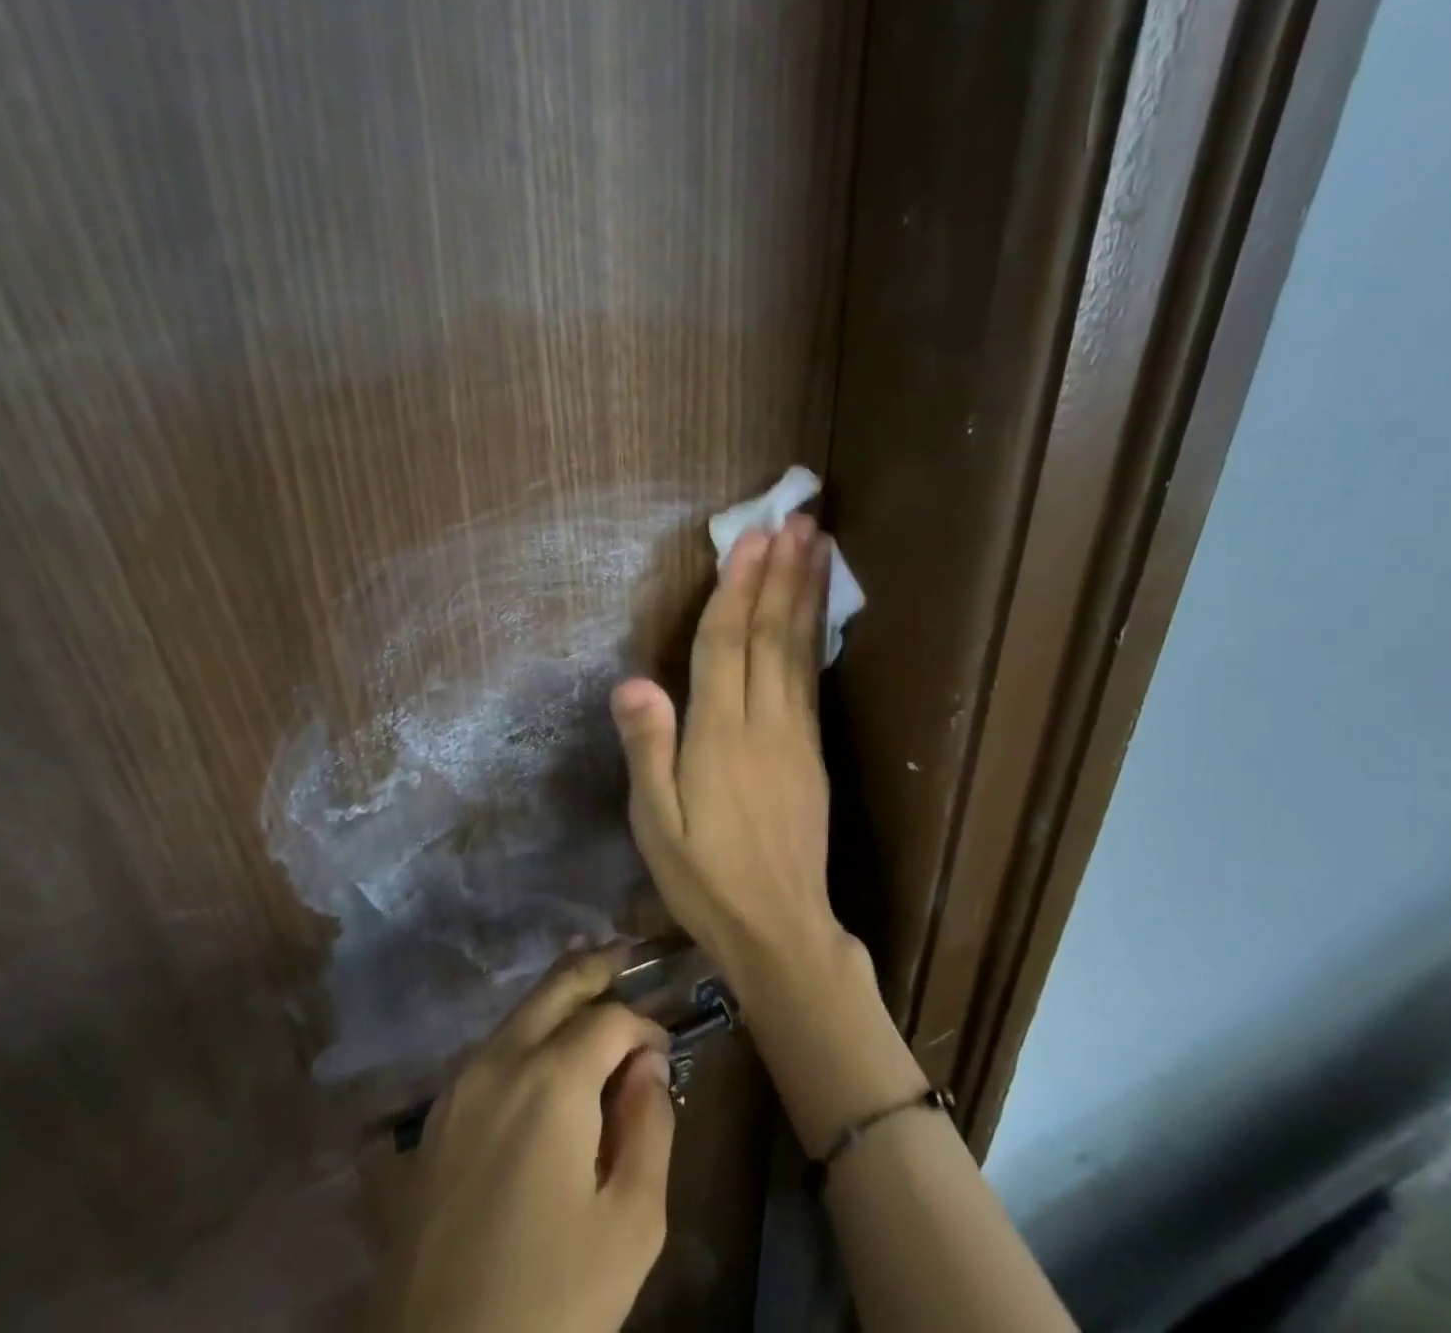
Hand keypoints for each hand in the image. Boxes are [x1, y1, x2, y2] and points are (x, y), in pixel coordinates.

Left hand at [389, 947, 675, 1332]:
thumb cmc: (549, 1302)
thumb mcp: (630, 1225)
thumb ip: (650, 1127)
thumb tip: (647, 1065)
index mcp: (551, 1080)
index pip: (610, 1018)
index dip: (645, 1025)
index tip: (665, 1052)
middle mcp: (500, 1061)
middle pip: (556, 987)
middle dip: (597, 966)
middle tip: (628, 954)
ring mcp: (460, 1085)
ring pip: (520, 1012)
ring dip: (560, 994)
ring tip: (594, 984)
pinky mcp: (437, 1118)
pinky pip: (494, 1049)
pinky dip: (529, 1029)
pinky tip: (547, 1047)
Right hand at [609, 513, 845, 989]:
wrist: (780, 929)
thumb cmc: (705, 879)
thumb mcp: (656, 824)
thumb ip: (648, 749)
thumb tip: (633, 681)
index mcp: (719, 736)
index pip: (725, 646)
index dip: (736, 589)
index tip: (751, 538)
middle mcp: (763, 723)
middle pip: (771, 635)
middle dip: (781, 574)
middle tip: (796, 520)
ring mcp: (796, 735)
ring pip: (799, 650)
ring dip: (807, 593)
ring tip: (818, 545)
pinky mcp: (813, 750)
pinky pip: (811, 678)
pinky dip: (814, 634)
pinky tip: (817, 610)